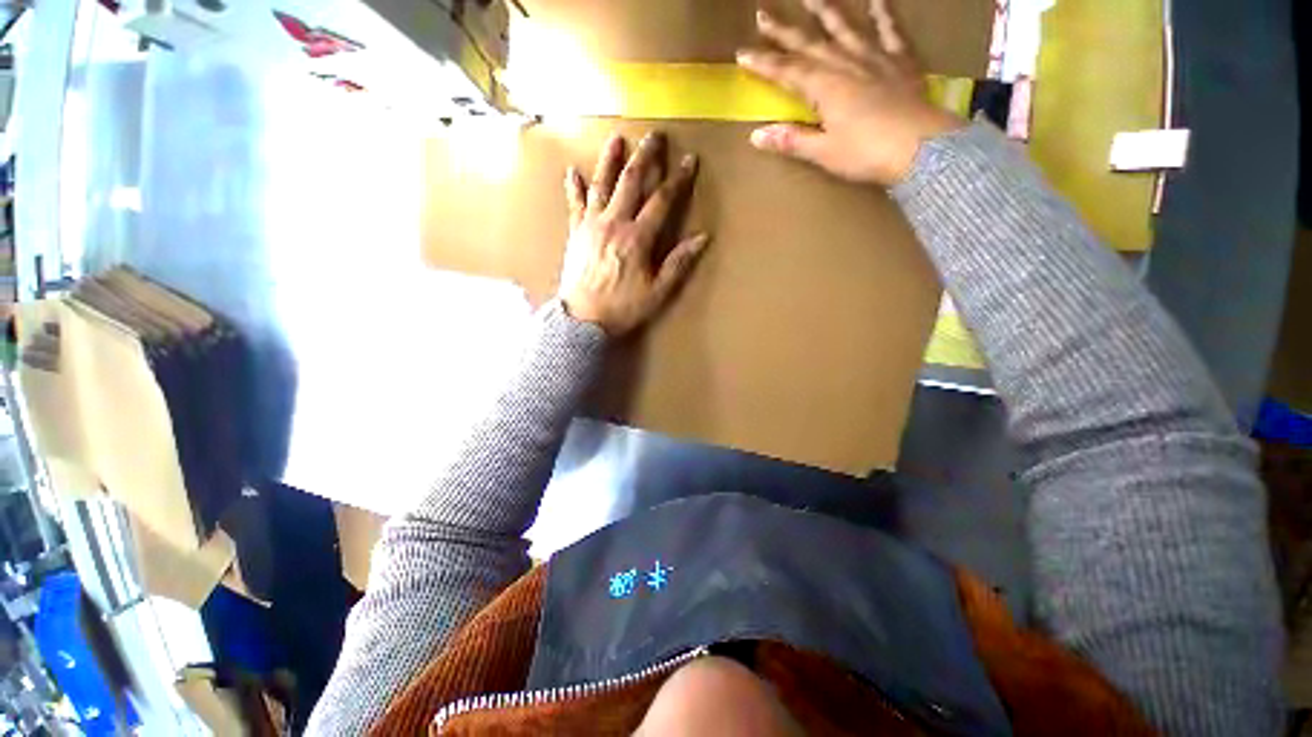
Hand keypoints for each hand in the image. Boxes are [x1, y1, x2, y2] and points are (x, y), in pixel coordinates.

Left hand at [559, 132, 708, 335]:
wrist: (582, 319)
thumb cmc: (623, 307)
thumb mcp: (657, 291)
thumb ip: (678, 263)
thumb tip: (702, 237)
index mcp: (637, 238)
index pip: (662, 200)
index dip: (677, 179)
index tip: (689, 160)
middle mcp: (614, 222)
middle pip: (631, 181)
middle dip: (645, 156)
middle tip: (655, 136)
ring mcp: (591, 224)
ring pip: (602, 184)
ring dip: (610, 160)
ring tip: (617, 138)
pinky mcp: (575, 232)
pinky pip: (574, 204)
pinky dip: (574, 187)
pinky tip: (572, 171)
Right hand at [736, 0, 962, 184]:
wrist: (921, 148)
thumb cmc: (866, 153)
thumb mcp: (823, 152)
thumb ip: (791, 140)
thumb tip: (755, 136)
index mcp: (824, 87)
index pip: (786, 71)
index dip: (762, 62)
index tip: (742, 53)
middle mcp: (845, 64)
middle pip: (809, 44)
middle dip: (783, 31)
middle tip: (762, 13)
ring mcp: (874, 58)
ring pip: (844, 27)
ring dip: (825, 10)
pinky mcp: (900, 61)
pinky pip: (890, 30)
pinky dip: (883, 12)